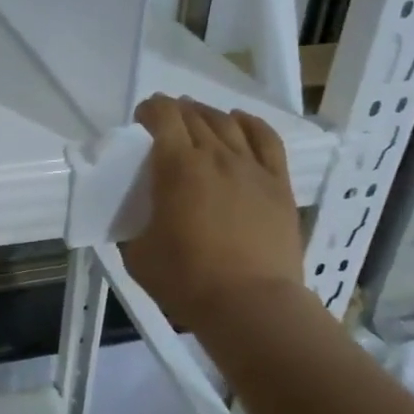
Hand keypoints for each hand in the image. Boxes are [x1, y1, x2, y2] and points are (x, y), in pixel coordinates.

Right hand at [121, 95, 302, 325]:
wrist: (250, 304)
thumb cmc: (186, 280)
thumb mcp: (139, 255)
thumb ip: (136, 228)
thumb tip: (139, 222)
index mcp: (177, 168)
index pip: (163, 119)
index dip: (150, 110)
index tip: (142, 116)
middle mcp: (215, 156)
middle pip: (195, 117)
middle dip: (176, 111)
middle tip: (165, 119)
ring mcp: (252, 168)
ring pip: (229, 123)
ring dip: (208, 114)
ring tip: (198, 117)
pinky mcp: (278, 184)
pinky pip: (267, 140)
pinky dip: (250, 124)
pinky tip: (240, 121)